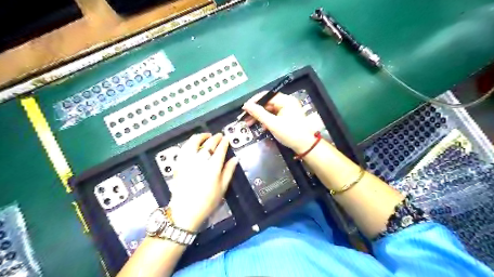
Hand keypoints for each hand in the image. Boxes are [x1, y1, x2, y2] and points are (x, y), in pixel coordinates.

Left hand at [170, 133, 238, 230]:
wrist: (185, 212)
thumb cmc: (207, 202)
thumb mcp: (222, 188)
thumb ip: (229, 171)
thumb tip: (235, 159)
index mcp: (213, 167)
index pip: (220, 149)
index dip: (224, 142)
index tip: (226, 139)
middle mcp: (200, 161)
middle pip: (208, 144)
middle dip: (215, 138)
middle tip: (219, 136)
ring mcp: (187, 161)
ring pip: (193, 142)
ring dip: (201, 137)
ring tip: (206, 136)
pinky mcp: (179, 164)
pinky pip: (184, 149)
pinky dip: (189, 143)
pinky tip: (192, 144)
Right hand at [243, 93, 315, 153]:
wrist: (306, 146)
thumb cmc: (290, 133)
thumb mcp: (273, 123)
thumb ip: (259, 113)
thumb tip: (246, 106)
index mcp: (286, 100)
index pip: (266, 95)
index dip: (254, 101)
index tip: (244, 108)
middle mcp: (287, 103)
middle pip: (267, 103)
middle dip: (256, 111)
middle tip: (245, 118)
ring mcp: (287, 110)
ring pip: (269, 110)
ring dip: (259, 117)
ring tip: (249, 123)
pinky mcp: (287, 118)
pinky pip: (274, 116)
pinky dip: (266, 120)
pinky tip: (261, 127)